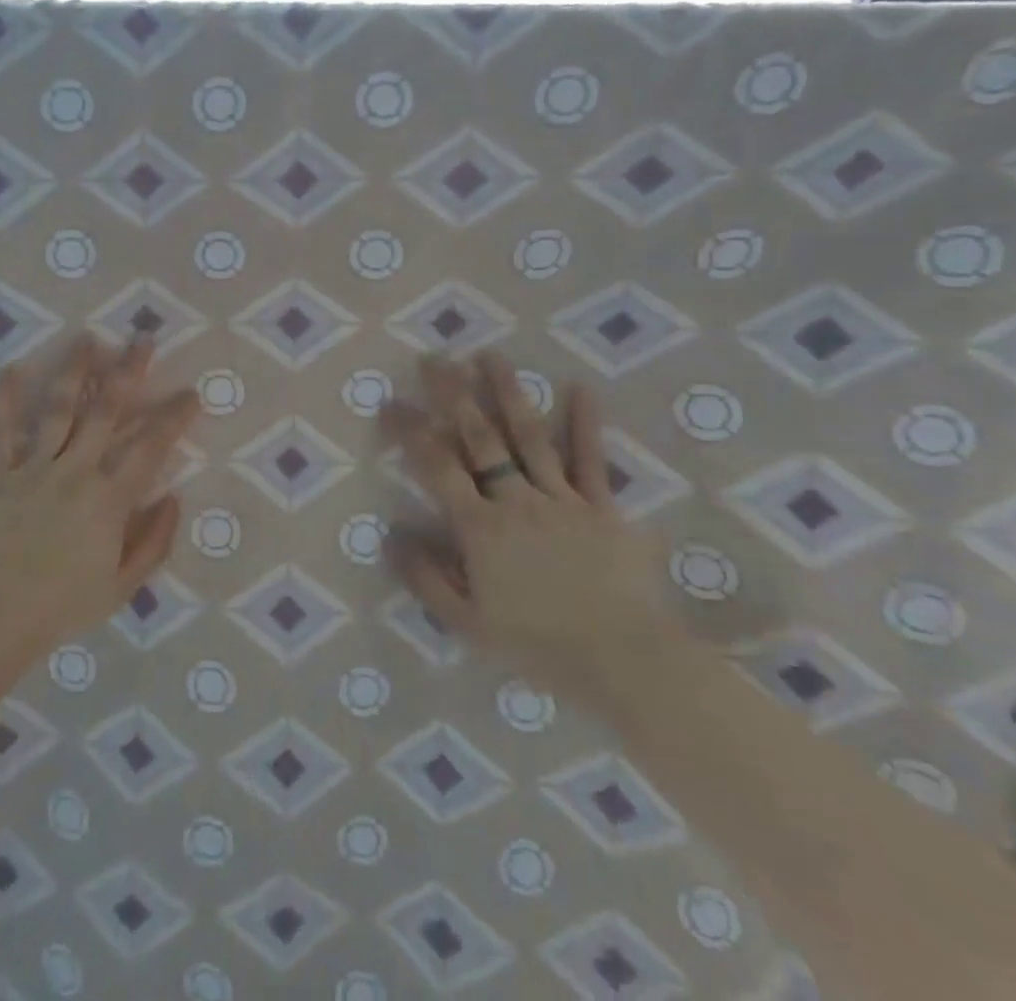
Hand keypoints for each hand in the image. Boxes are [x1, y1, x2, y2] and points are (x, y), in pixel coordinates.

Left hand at [0, 334, 200, 656]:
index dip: (173, 417)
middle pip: (106, 411)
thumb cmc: (63, 605)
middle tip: (143, 339)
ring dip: (74, 370)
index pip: (150, 447)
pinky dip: (4, 399)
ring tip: (86, 337)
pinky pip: (1, 430)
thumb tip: (174, 498)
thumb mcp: (122, 586)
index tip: (190, 393)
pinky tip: (10, 368)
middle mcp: (75, 471)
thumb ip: (154, 541)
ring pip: (58, 408)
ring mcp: (34, 467)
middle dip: (128, 371)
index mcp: (109, 499)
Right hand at [380, 350, 675, 700]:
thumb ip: (426, 579)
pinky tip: (578, 387)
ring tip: (490, 355)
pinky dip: (584, 423)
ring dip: (508, 393)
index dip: (411, 431)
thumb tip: (392, 537)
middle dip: (453, 395)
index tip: (391, 401)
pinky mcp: (602, 507)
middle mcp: (516, 500)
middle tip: (435, 358)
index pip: (437, 467)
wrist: (623, 660)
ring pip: (529, 436)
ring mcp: (561, 499)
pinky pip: (590, 460)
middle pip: (480, 438)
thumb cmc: (539, 645)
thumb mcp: (467, 624)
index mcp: (480, 527)